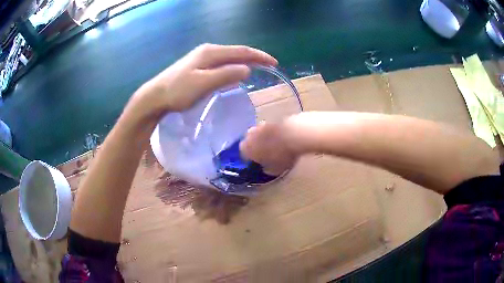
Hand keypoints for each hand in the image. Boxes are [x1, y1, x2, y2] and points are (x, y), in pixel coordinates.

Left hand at [130, 44, 277, 119]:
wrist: (155, 96)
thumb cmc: (178, 91)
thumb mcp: (203, 84)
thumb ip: (225, 75)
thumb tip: (247, 69)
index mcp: (211, 53)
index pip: (241, 51)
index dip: (259, 56)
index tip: (274, 63)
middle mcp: (207, 51)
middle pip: (236, 52)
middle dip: (254, 57)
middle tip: (269, 65)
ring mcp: (201, 57)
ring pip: (229, 57)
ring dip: (244, 61)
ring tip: (257, 68)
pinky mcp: (197, 65)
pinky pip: (221, 63)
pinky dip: (233, 66)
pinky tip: (235, 72)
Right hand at [239, 122, 298, 175]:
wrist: (294, 135)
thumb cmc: (281, 156)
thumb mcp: (274, 170)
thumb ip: (266, 169)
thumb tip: (266, 168)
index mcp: (246, 148)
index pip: (243, 154)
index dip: (250, 159)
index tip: (257, 162)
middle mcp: (249, 135)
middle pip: (249, 141)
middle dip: (255, 146)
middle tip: (265, 153)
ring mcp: (260, 125)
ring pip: (258, 133)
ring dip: (264, 138)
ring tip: (274, 145)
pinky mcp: (272, 120)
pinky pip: (269, 129)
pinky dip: (273, 133)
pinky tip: (281, 139)